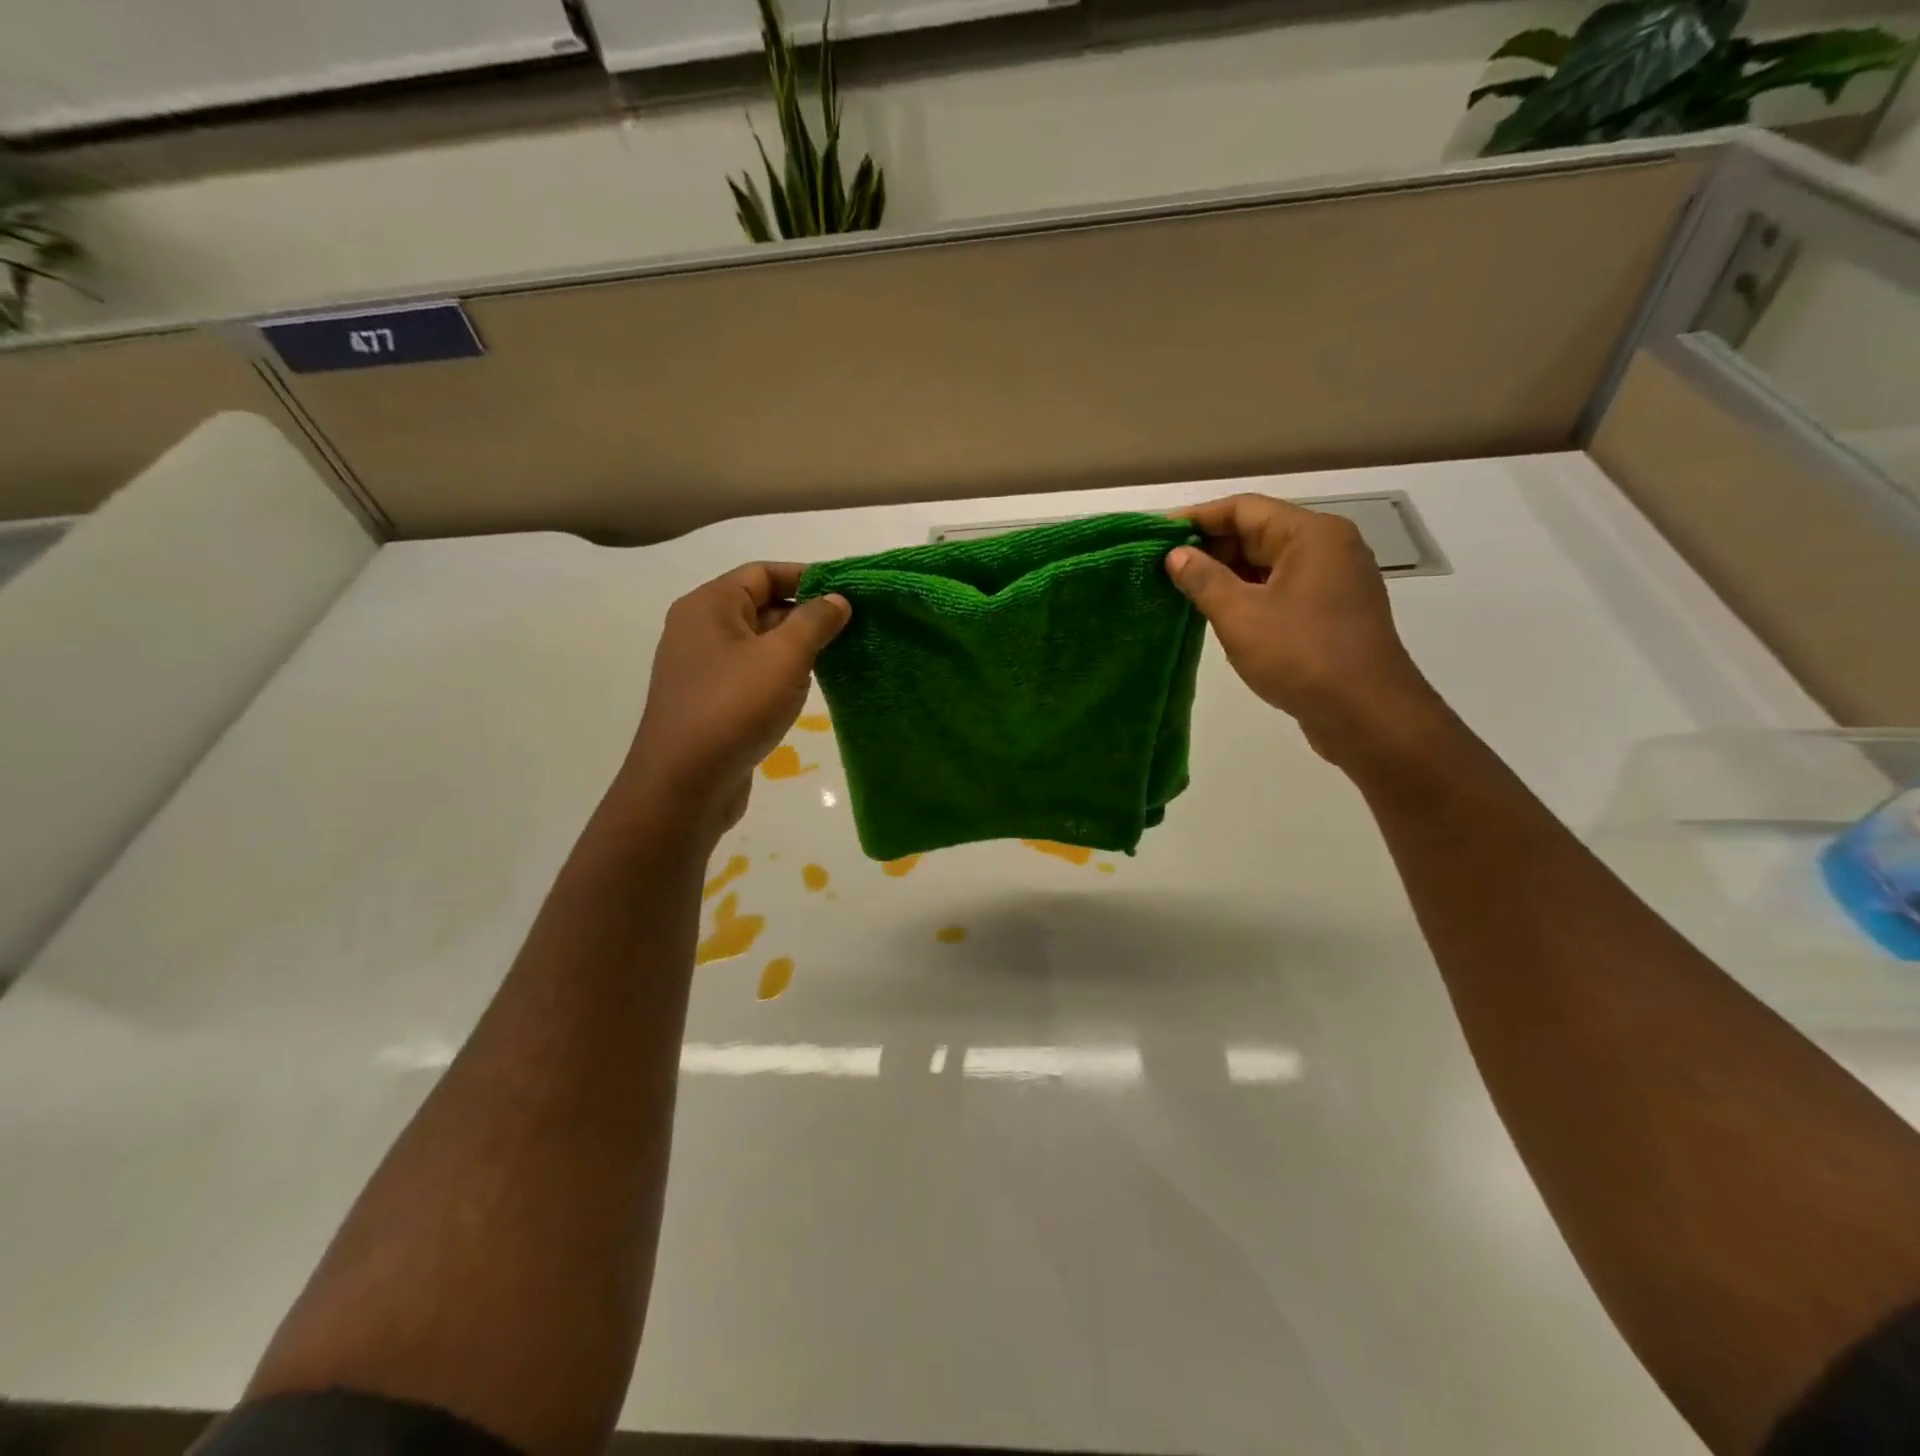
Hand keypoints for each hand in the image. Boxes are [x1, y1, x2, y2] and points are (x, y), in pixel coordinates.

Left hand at [620, 563, 849, 838]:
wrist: (684, 784)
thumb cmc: (734, 707)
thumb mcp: (784, 657)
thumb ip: (815, 621)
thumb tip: (837, 599)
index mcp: (709, 606)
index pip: (762, 572)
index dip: (806, 576)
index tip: (847, 592)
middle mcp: (699, 630)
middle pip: (760, 605)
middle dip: (805, 614)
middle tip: (852, 628)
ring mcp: (702, 669)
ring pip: (758, 644)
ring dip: (795, 648)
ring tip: (838, 658)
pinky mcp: (710, 703)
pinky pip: (751, 675)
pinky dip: (779, 676)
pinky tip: (806, 691)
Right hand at [1166, 494, 1447, 767]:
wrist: (1367, 714)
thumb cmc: (1301, 655)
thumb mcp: (1240, 615)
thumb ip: (1203, 579)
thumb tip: (1177, 555)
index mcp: (1311, 534)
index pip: (1244, 508)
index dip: (1197, 517)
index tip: (1158, 534)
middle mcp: (1329, 548)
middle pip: (1259, 532)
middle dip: (1211, 547)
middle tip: (1164, 567)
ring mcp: (1335, 581)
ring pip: (1270, 564)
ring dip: (1228, 574)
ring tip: (1183, 591)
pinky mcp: (1333, 613)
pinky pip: (1283, 590)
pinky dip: (1250, 595)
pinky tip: (1220, 615)